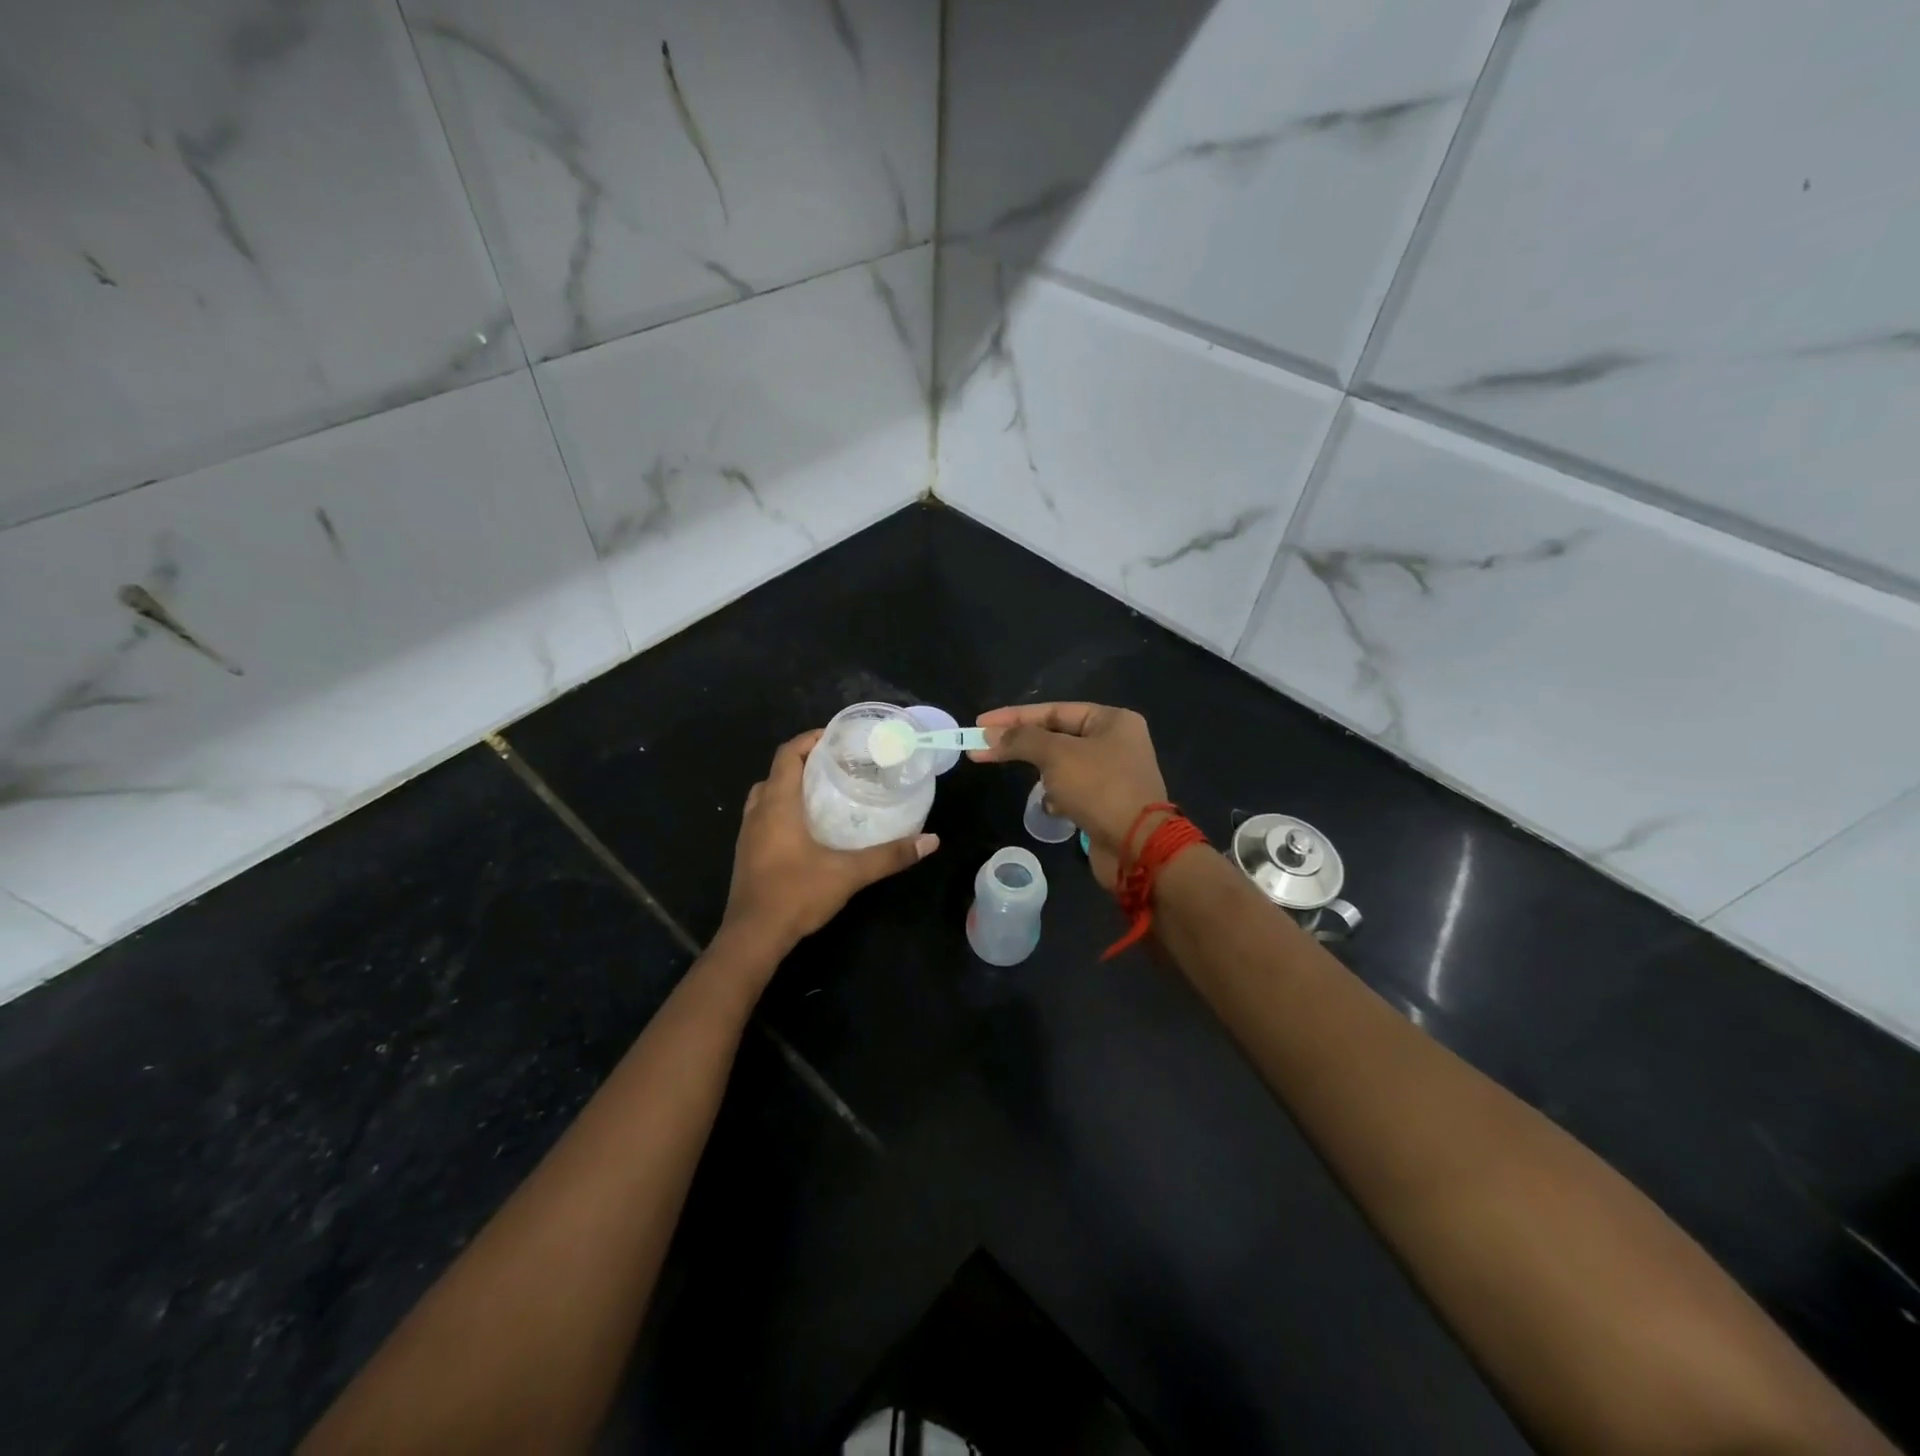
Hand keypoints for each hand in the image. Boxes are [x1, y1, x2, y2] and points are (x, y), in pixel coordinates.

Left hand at [719, 729, 939, 955]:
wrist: (752, 937)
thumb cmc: (796, 894)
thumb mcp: (849, 873)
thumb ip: (890, 855)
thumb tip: (931, 840)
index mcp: (777, 804)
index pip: (788, 754)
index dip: (810, 740)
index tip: (837, 737)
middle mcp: (758, 812)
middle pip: (777, 772)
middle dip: (803, 762)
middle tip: (837, 765)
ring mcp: (748, 834)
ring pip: (766, 796)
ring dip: (790, 787)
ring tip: (824, 792)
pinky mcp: (747, 854)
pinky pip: (763, 817)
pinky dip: (783, 810)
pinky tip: (808, 828)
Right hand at [968, 703, 1167, 889]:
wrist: (1137, 847)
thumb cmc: (1100, 789)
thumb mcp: (1056, 756)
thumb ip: (1021, 740)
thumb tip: (989, 734)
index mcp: (1112, 720)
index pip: (1053, 710)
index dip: (1014, 716)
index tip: (980, 723)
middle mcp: (1116, 742)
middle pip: (1057, 736)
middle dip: (1023, 746)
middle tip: (983, 751)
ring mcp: (1113, 774)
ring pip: (1062, 765)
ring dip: (1045, 775)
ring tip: (1036, 787)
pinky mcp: (1106, 803)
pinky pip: (1073, 791)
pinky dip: (1059, 798)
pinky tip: (1054, 809)